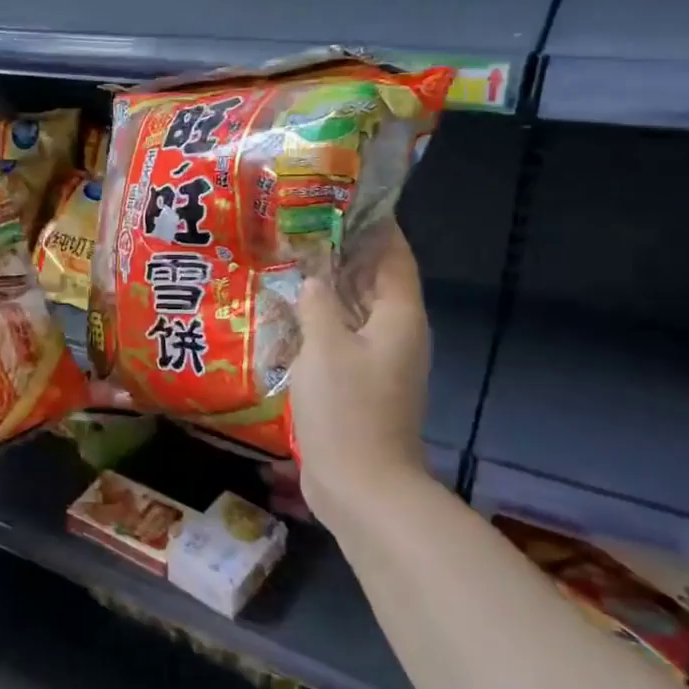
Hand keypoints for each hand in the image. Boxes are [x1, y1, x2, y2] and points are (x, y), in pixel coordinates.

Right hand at [291, 224, 432, 528]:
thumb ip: (318, 305)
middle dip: (345, 255)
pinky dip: (322, 323)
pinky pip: (343, 340)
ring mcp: (379, 363)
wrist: (361, 486)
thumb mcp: (325, 347)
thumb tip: (313, 280)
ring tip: (292, 264)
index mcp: (399, 317)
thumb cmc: (347, 409)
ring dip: (330, 290)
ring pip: (356, 312)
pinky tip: (289, 317)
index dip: (376, 227)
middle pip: (376, 282)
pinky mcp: (361, 385)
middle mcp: (396, 334)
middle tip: (304, 228)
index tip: (346, 202)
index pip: (394, 257)